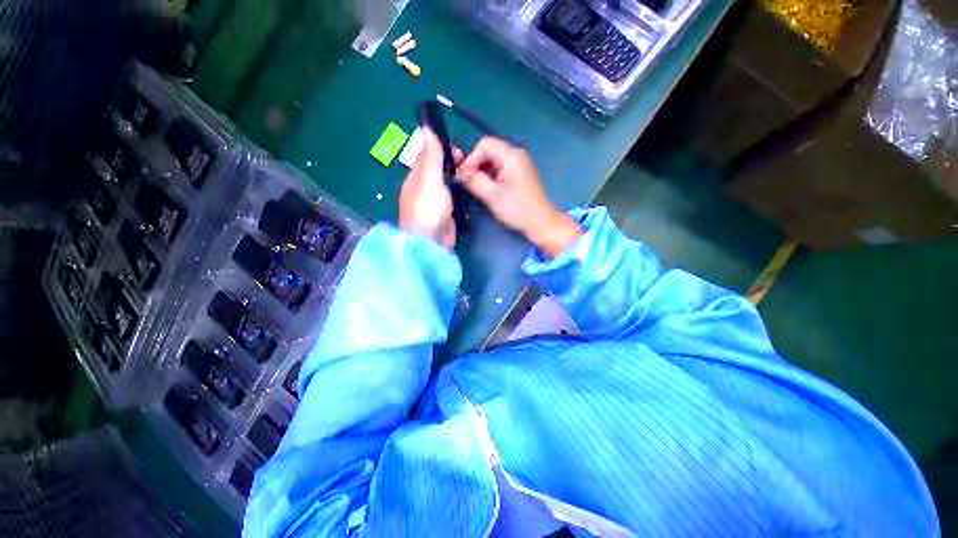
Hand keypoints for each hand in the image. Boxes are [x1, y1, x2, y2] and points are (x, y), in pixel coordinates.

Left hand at [399, 129, 460, 247]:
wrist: (431, 241)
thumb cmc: (428, 208)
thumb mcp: (429, 178)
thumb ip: (431, 156)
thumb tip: (426, 128)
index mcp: (416, 177)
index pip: (427, 155)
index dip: (441, 148)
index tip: (459, 148)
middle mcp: (423, 187)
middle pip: (437, 169)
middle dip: (451, 162)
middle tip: (468, 162)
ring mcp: (434, 201)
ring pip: (445, 182)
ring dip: (456, 175)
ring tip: (470, 172)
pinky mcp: (444, 212)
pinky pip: (451, 196)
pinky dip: (458, 190)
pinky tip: (467, 188)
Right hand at [457, 137, 581, 258]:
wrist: (540, 223)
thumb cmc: (517, 209)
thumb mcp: (492, 195)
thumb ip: (473, 181)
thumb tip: (457, 172)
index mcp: (511, 156)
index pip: (484, 144)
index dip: (471, 158)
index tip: (465, 176)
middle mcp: (515, 155)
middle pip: (488, 152)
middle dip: (475, 166)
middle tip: (467, 183)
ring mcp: (517, 165)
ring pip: (492, 162)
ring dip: (481, 173)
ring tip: (476, 189)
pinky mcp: (517, 175)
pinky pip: (499, 170)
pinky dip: (489, 178)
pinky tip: (486, 190)